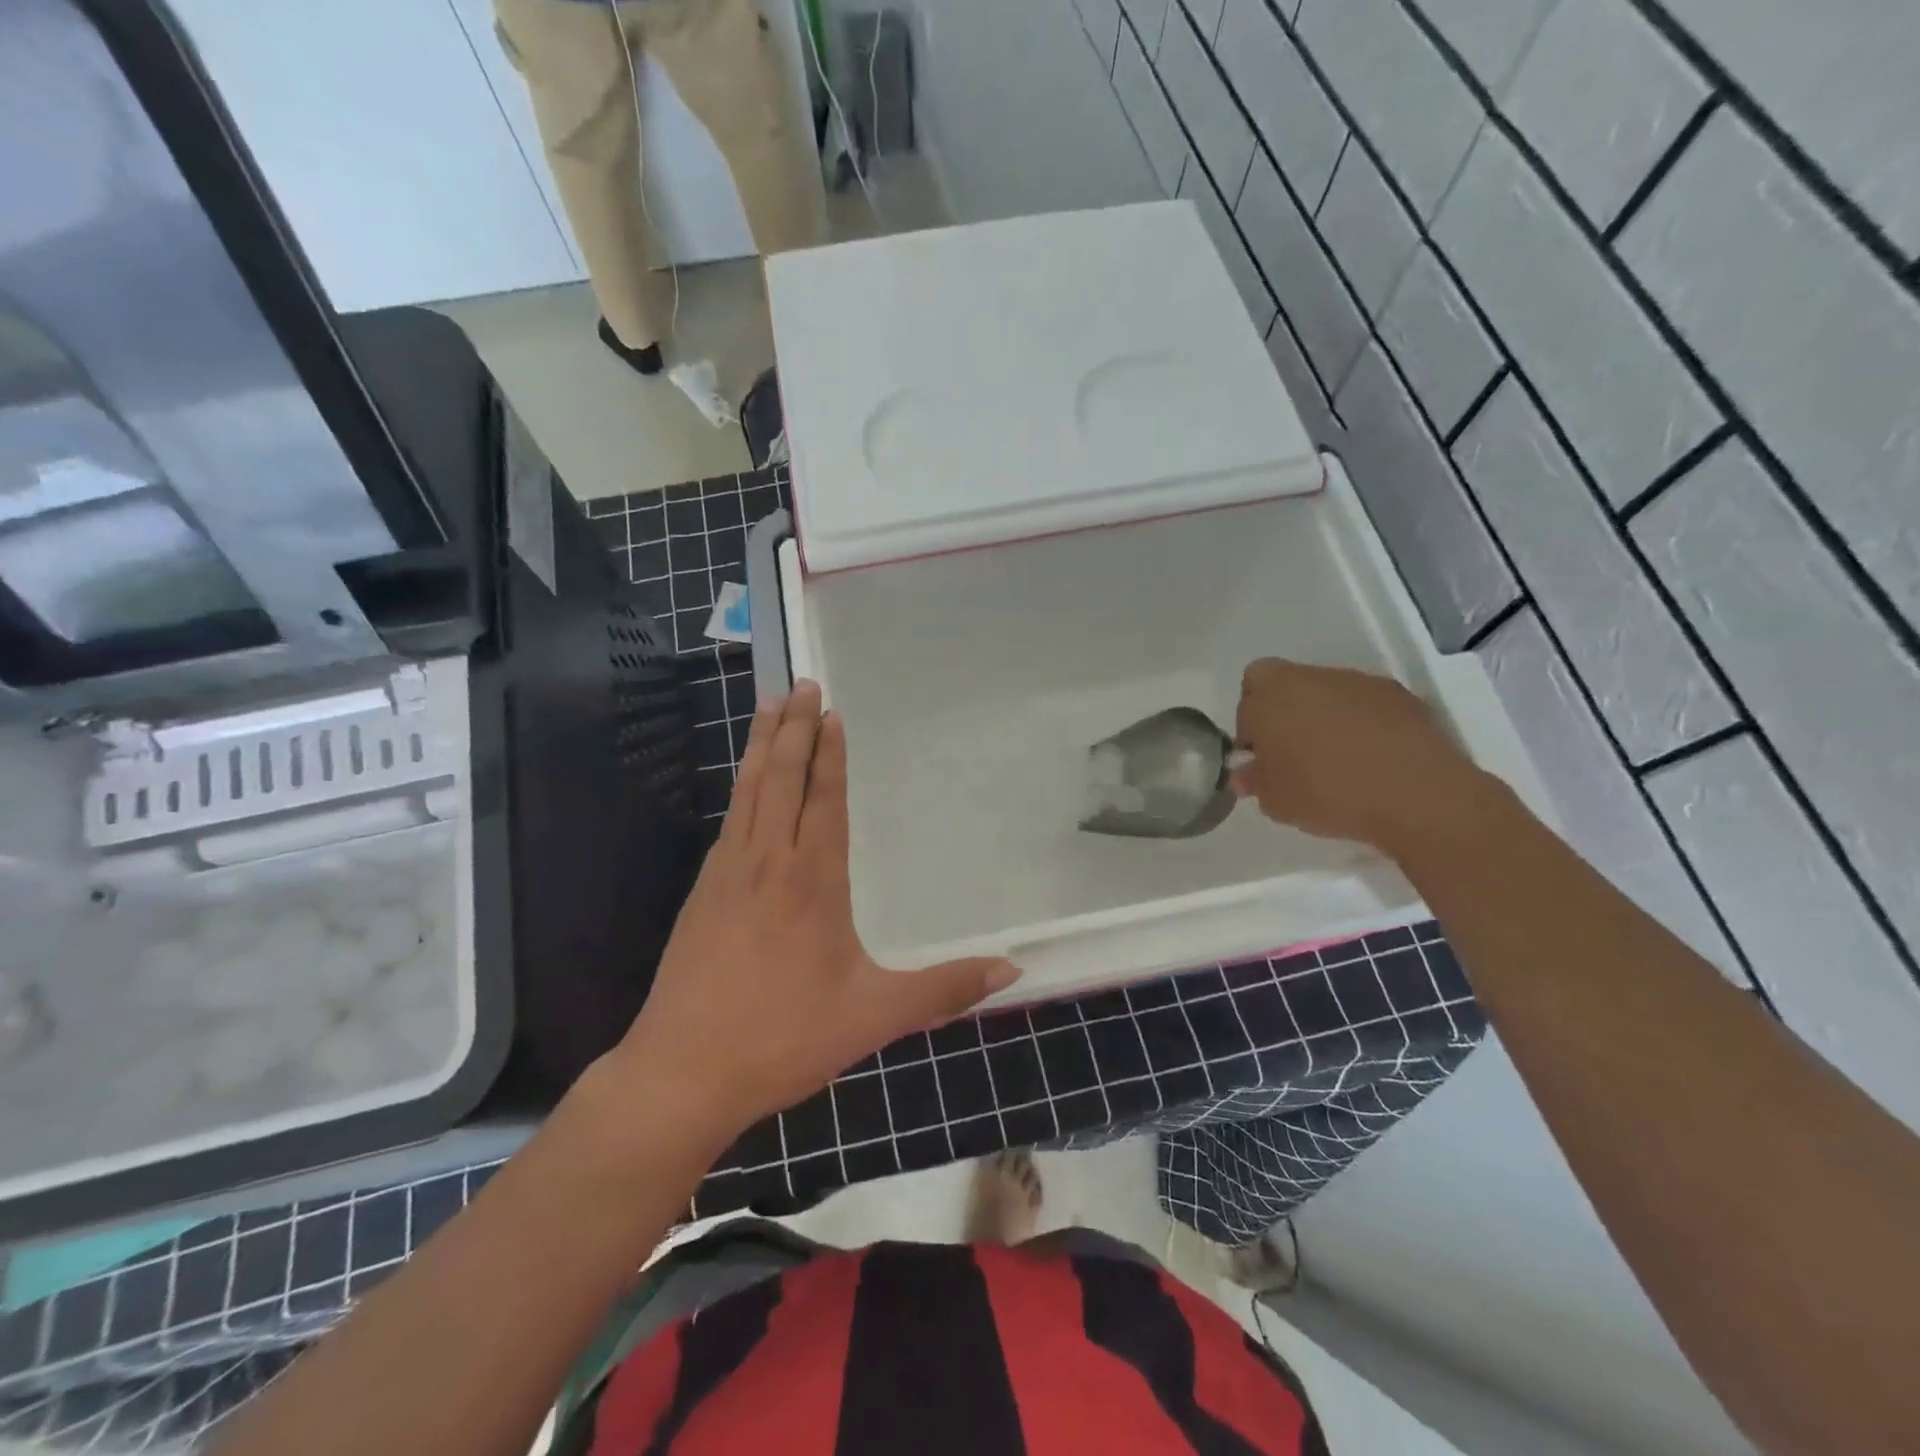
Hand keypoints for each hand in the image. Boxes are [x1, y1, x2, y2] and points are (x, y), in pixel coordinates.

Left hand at [613, 681, 1018, 1145]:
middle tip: (800, 683)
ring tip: (767, 706)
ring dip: (761, 746)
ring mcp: (726, 875)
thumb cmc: (783, 1038)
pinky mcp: (701, 894)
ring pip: (748, 792)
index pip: (824, 801)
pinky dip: (741, 786)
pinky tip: (744, 784)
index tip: (830, 712)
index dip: (829, 754)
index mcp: (812, 882)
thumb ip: (943, 989)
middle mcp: (767, 864)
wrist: (682, 1074)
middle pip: (781, 779)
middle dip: (792, 728)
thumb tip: (1012, 972)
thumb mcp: (874, 1016)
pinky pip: (729, 820)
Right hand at [1232, 659, 1490, 854]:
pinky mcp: (1397, 693)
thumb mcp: (1276, 802)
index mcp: (1271, 698)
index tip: (1262, 756)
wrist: (1417, 795)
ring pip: (1326, 691)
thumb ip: (1255, 781)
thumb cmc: (1329, 795)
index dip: (1250, 725)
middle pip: (1285, 684)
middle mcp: (1310, 678)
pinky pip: (1364, 703)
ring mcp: (1357, 682)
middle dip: (1285, 713)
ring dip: (1323, 716)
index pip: (1247, 696)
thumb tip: (1246, 773)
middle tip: (1293, 754)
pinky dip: (1361, 722)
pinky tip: (1371, 757)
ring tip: (1337, 759)